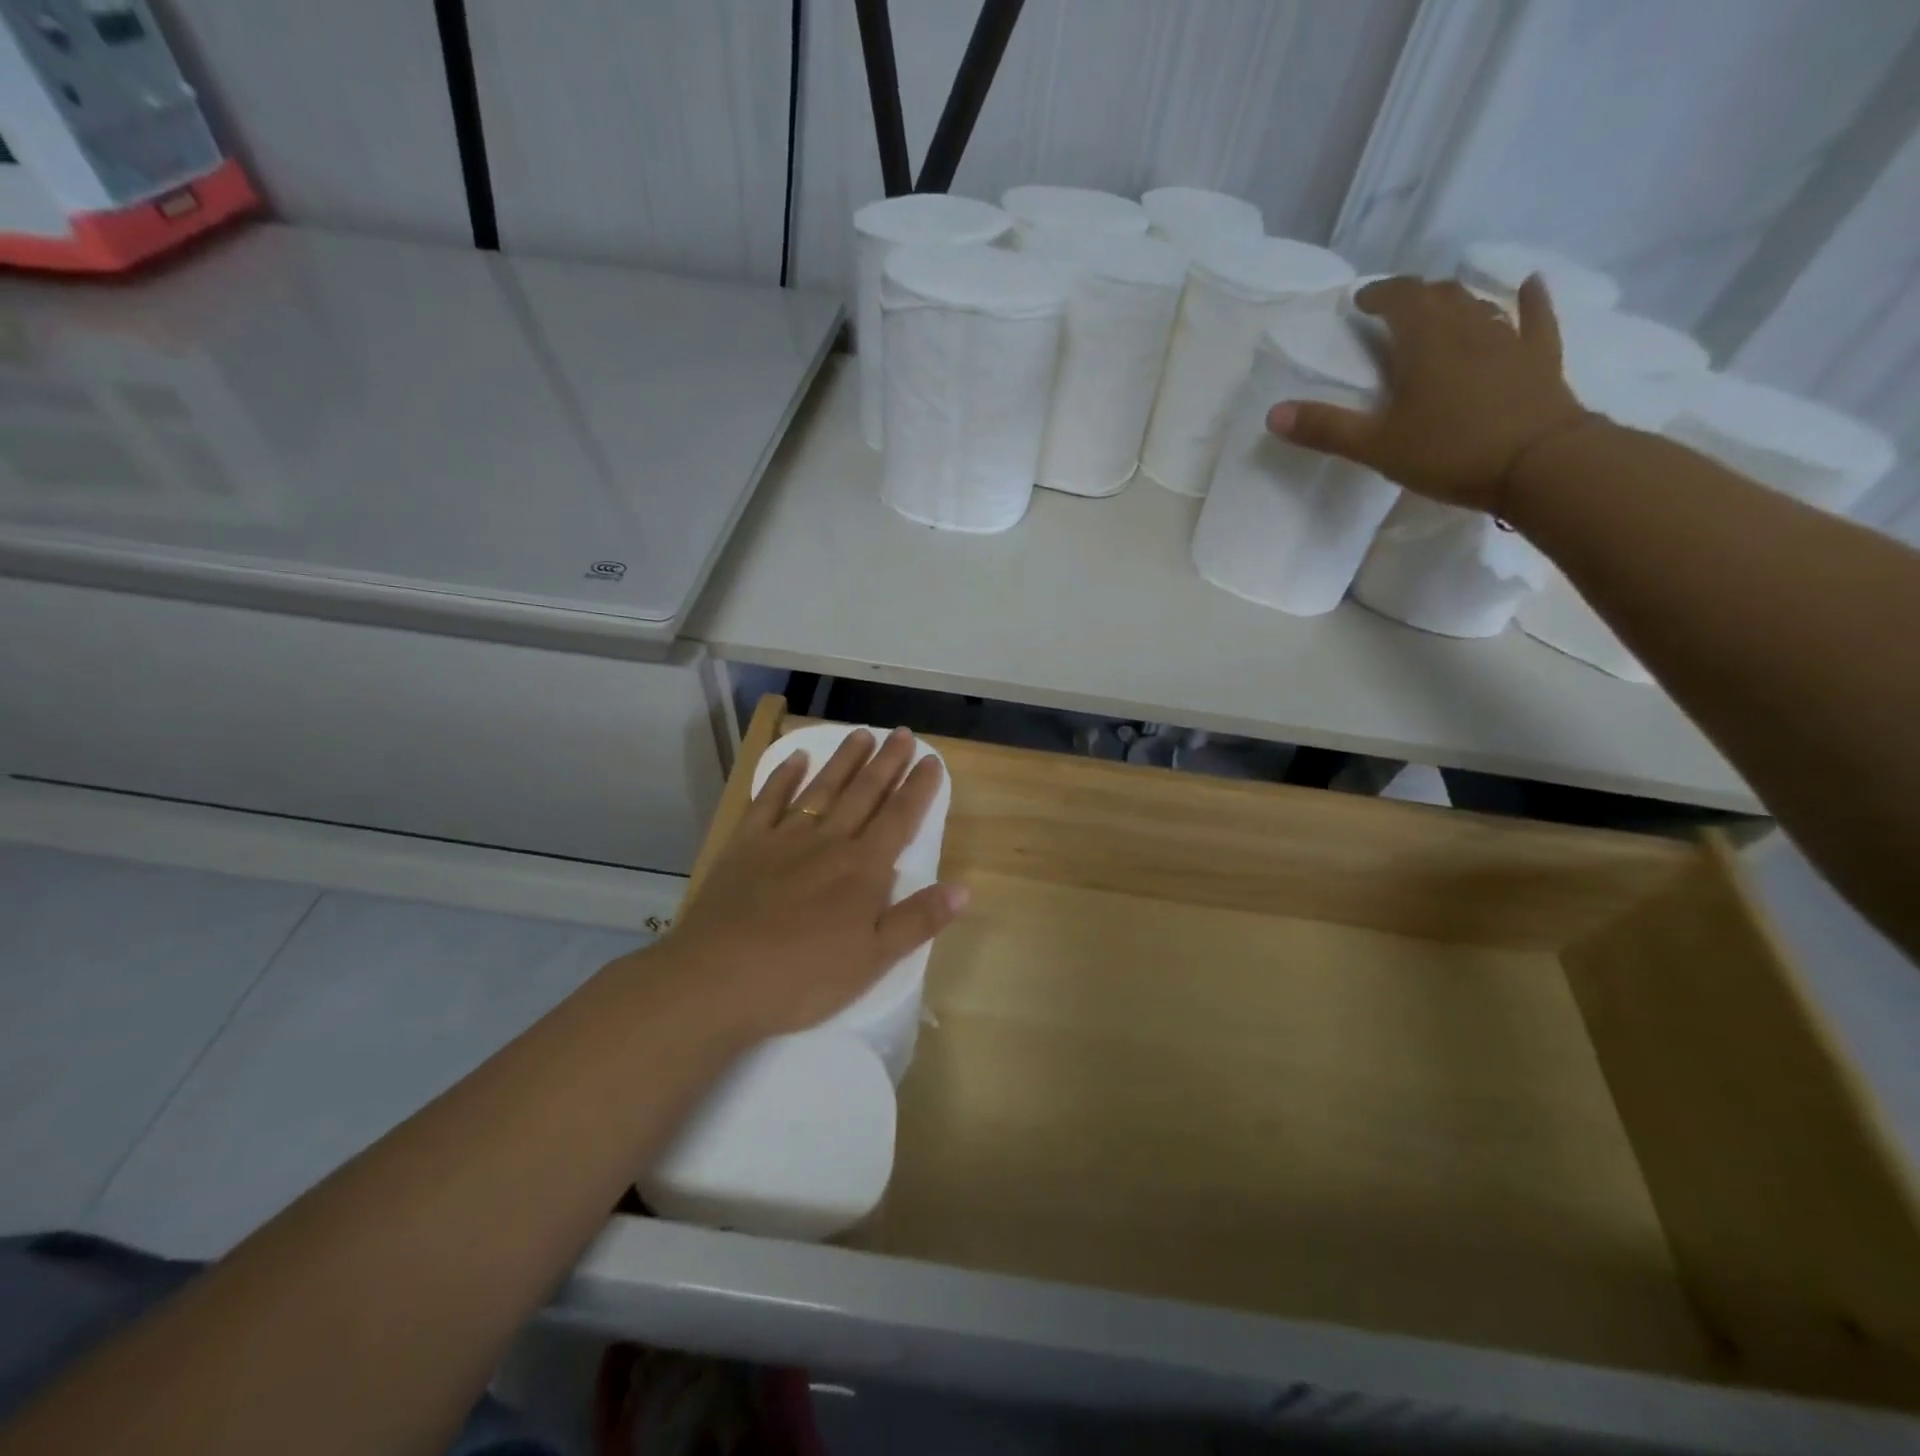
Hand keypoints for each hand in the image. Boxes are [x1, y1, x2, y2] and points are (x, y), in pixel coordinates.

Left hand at [657, 727, 966, 1044]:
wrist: (719, 978)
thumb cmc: (803, 977)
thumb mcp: (873, 960)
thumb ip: (918, 921)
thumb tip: (964, 889)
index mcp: (862, 869)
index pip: (900, 818)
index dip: (919, 788)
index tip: (932, 760)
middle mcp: (828, 842)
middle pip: (864, 794)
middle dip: (887, 763)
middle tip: (903, 733)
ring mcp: (784, 838)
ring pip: (822, 788)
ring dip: (844, 760)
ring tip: (862, 734)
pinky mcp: (746, 845)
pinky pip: (768, 800)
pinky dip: (783, 777)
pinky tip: (795, 758)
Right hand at [1265, 274, 1592, 514]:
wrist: (1539, 464)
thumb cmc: (1449, 451)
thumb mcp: (1376, 446)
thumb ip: (1325, 429)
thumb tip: (1272, 414)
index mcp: (1425, 342)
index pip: (1399, 299)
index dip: (1378, 294)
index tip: (1360, 302)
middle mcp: (1468, 328)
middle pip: (1439, 296)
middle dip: (1413, 296)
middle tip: (1393, 309)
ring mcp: (1509, 340)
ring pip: (1479, 306)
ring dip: (1455, 302)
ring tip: (1440, 308)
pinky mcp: (1540, 359)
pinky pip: (1535, 319)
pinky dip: (1529, 300)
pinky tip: (1527, 286)